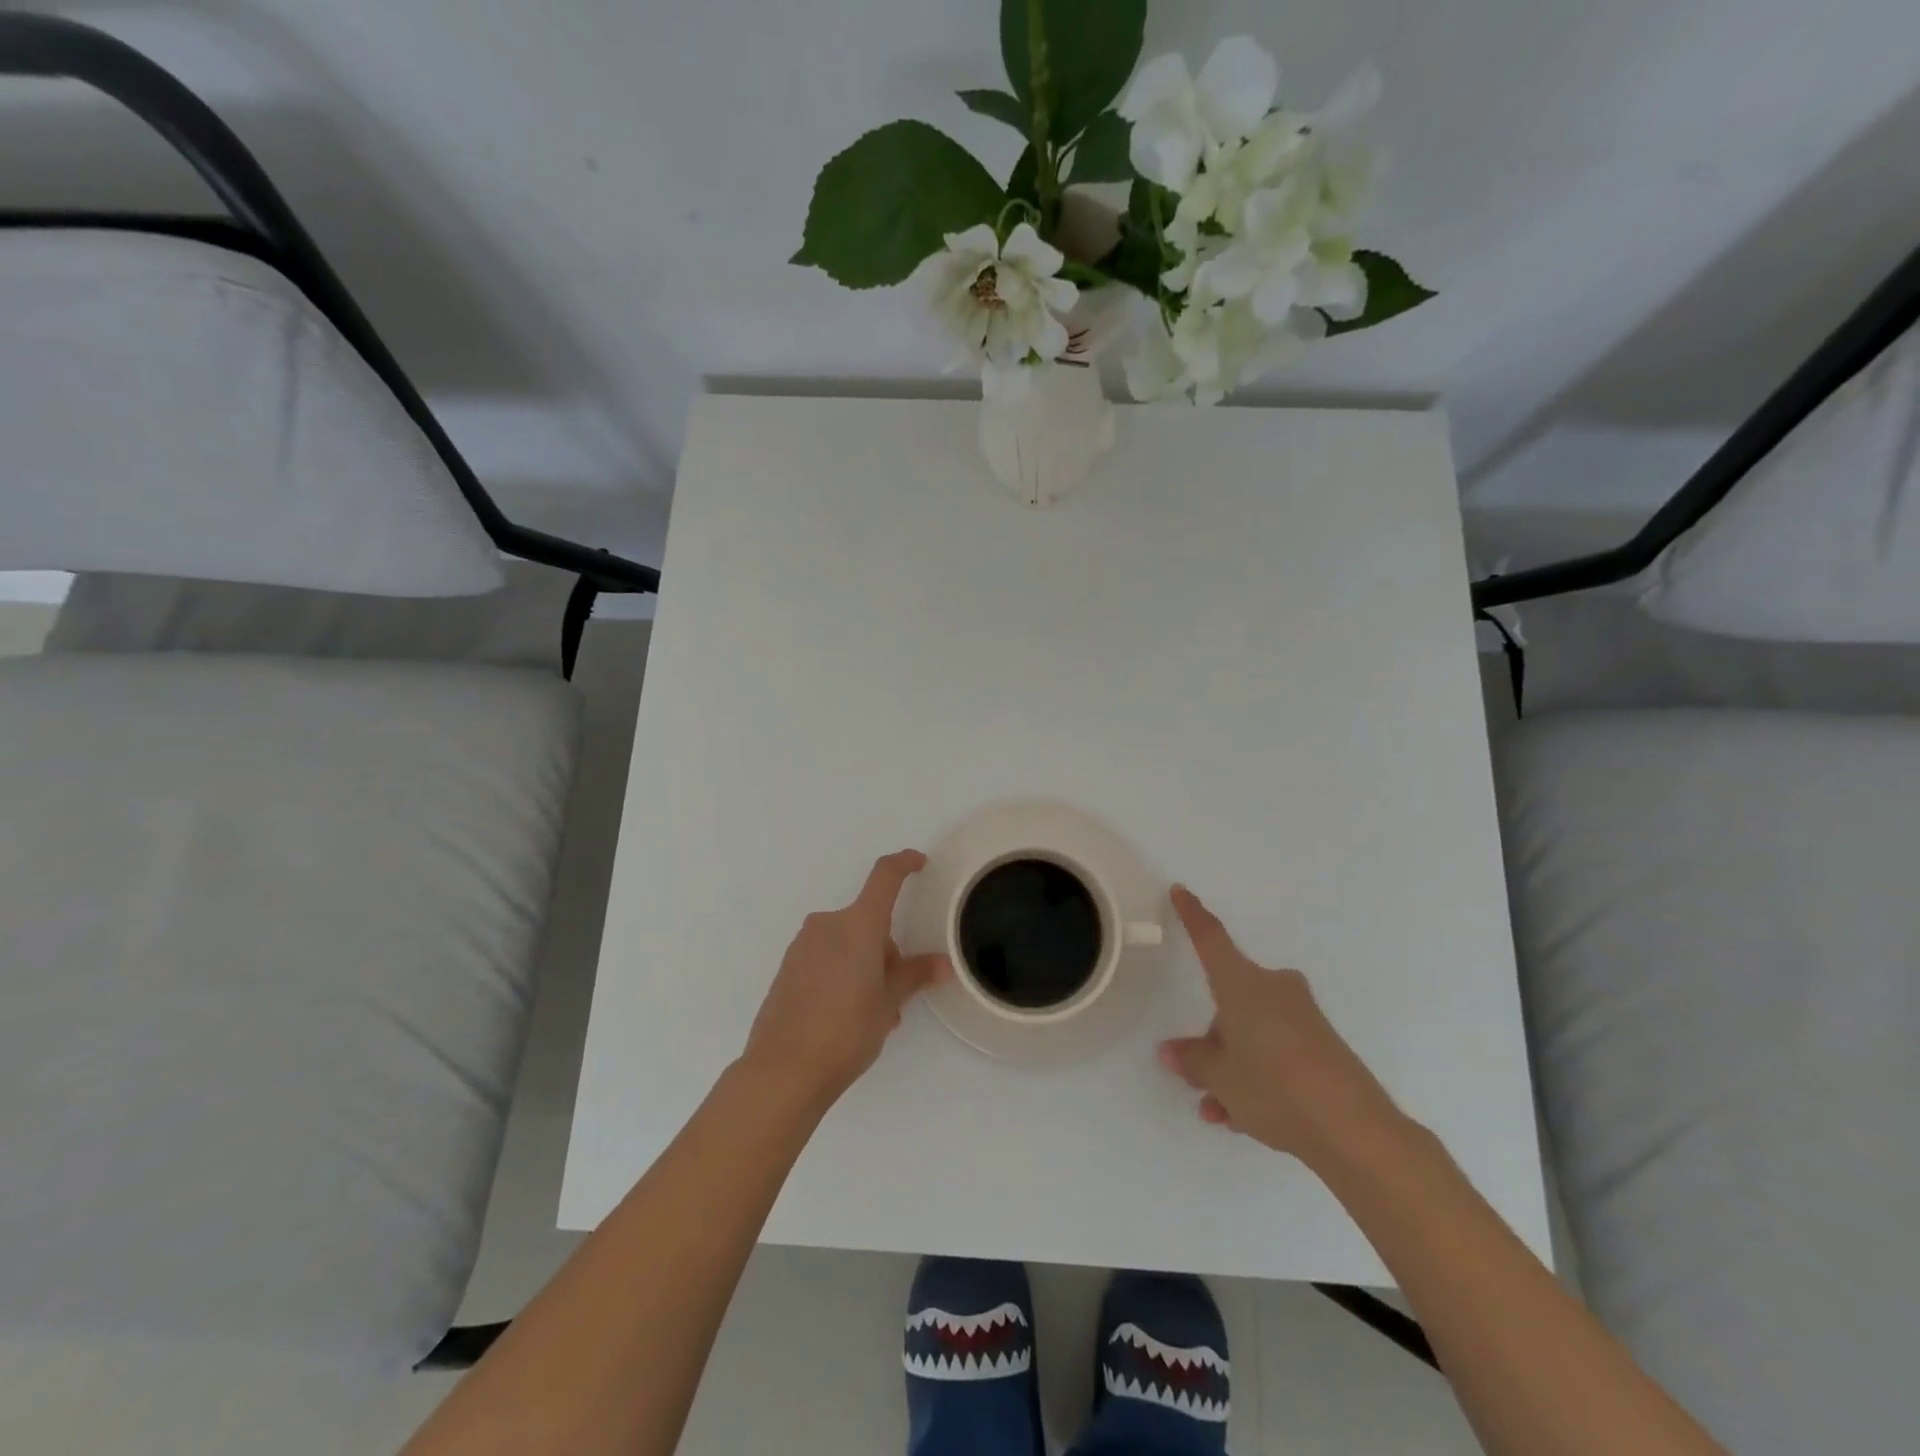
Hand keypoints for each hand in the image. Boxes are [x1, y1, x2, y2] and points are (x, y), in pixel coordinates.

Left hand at [743, 850, 950, 1108]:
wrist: (783, 1070)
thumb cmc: (846, 1030)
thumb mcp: (889, 1002)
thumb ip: (914, 975)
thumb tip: (943, 963)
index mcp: (858, 924)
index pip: (884, 877)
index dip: (904, 864)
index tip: (919, 862)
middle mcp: (828, 925)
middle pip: (868, 922)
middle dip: (886, 950)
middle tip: (896, 994)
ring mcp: (803, 945)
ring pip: (847, 943)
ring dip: (864, 966)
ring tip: (873, 1015)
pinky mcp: (787, 967)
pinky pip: (825, 958)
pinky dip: (842, 974)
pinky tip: (845, 1016)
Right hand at [1158, 885, 1405, 1171]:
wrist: (1355, 1131)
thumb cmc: (1274, 1087)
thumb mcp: (1220, 1077)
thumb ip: (1192, 1060)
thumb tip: (1172, 1051)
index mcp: (1243, 985)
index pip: (1211, 940)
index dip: (1192, 915)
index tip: (1181, 890)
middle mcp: (1273, 989)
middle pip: (1230, 1001)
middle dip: (1212, 1038)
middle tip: (1199, 1076)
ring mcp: (1301, 1017)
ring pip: (1251, 1032)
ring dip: (1232, 1066)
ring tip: (1219, 1111)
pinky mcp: (1322, 1045)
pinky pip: (1275, 1051)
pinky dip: (1258, 1077)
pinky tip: (1245, 1119)